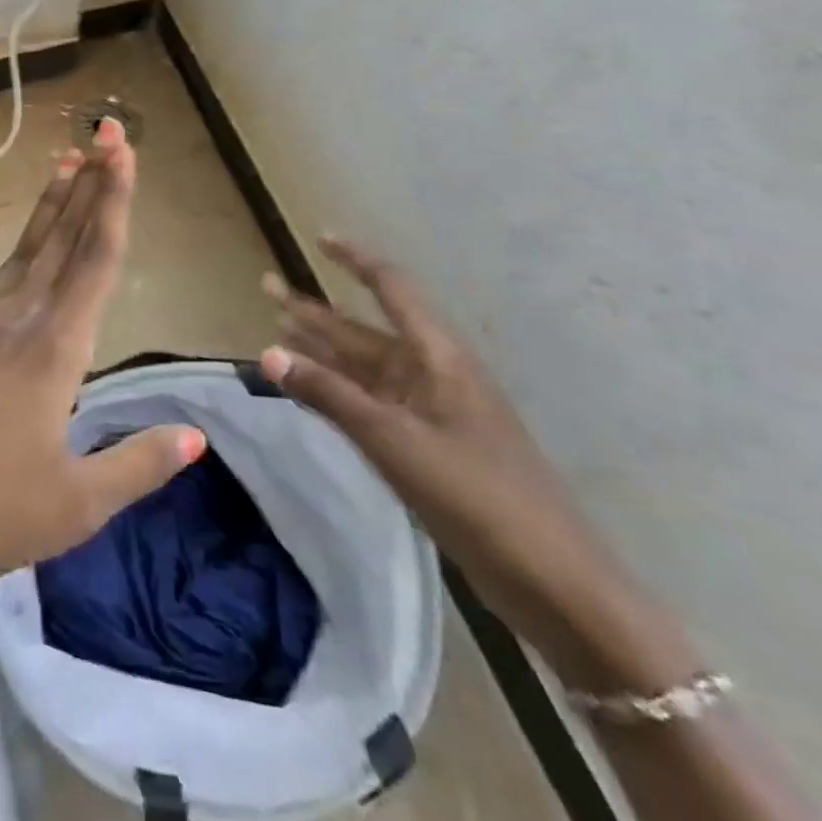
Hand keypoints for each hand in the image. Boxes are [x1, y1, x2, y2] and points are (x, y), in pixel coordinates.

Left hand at [0, 120, 204, 655]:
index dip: (115, 201)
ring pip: (19, 251)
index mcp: (54, 353)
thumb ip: (135, 465)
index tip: (123, 151)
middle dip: (89, 186)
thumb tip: (195, 437)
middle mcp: (14, 321)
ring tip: (64, 162)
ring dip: (46, 207)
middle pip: (62, 242)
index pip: (96, 261)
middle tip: (106, 136)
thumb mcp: (69, 508)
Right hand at [262, 237, 692, 689]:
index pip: (391, 289)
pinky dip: (337, 390)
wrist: (554, 582)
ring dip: (322, 348)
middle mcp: (432, 373)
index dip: (356, 260)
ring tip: (278, 327)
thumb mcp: (394, 441)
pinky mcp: (427, 446)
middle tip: (268, 287)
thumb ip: (329, 395)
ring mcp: (430, 411)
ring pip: (364, 367)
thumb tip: (267, 354)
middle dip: (317, 309)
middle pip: (365, 329)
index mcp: (437, 357)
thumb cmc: (477, 496)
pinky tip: (311, 387)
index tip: (321, 238)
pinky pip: (371, 402)